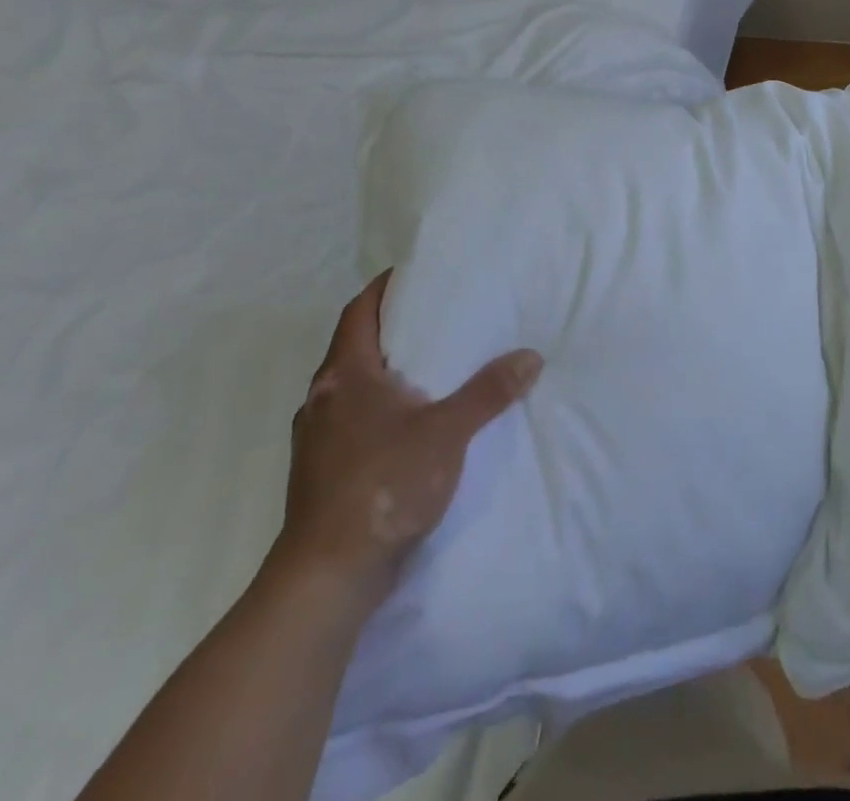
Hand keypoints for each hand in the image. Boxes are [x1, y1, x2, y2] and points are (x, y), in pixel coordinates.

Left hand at [275, 270, 542, 604]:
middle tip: (440, 315)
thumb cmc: (382, 485)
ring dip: (387, 371)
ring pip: (355, 387)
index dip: (384, 288)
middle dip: (393, 328)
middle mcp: (324, 399)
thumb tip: (531, 356)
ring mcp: (318, 438)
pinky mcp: (324, 471)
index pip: (359, 312)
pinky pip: (355, 420)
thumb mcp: (448, 432)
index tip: (417, 273)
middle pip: (356, 346)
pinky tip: (414, 421)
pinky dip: (382, 407)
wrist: (327, 577)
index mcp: (345, 376)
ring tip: (433, 365)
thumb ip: (489, 392)